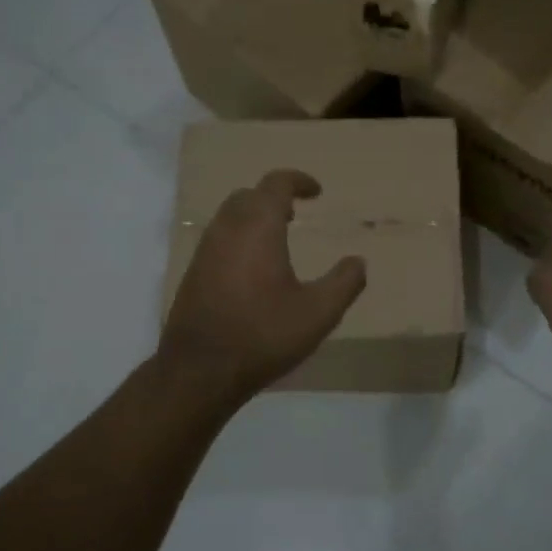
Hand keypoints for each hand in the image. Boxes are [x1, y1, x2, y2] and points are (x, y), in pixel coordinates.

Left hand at [159, 170, 366, 404]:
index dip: (298, 181)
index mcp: (258, 227)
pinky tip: (252, 268)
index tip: (316, 192)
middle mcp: (227, 229)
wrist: (200, 370)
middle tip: (295, 214)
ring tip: (276, 238)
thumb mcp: (318, 313)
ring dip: (253, 217)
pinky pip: (218, 239)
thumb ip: (344, 283)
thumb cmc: (263, 335)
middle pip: (249, 195)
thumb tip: (358, 261)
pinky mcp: (193, 272)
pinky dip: (238, 237)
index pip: (276, 184)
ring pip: (229, 216)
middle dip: (273, 197)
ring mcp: (205, 250)